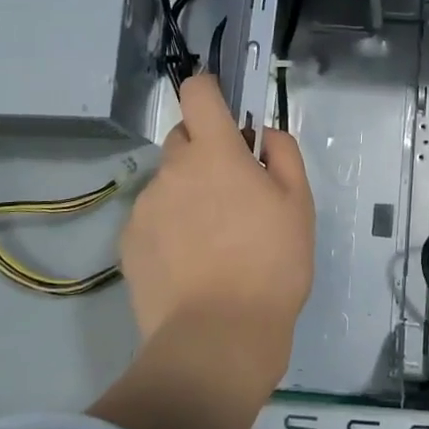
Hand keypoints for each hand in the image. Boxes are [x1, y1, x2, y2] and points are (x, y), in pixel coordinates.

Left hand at [121, 75, 313, 391]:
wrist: (217, 337)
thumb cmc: (271, 264)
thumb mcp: (299, 204)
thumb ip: (283, 155)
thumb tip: (263, 134)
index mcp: (214, 153)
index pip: (198, 93)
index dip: (210, 90)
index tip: (226, 109)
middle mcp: (171, 171)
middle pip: (183, 138)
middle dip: (206, 151)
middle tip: (234, 192)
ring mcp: (144, 208)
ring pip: (168, 182)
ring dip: (188, 193)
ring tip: (215, 240)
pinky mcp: (129, 244)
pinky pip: (153, 218)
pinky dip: (170, 227)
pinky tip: (192, 263)